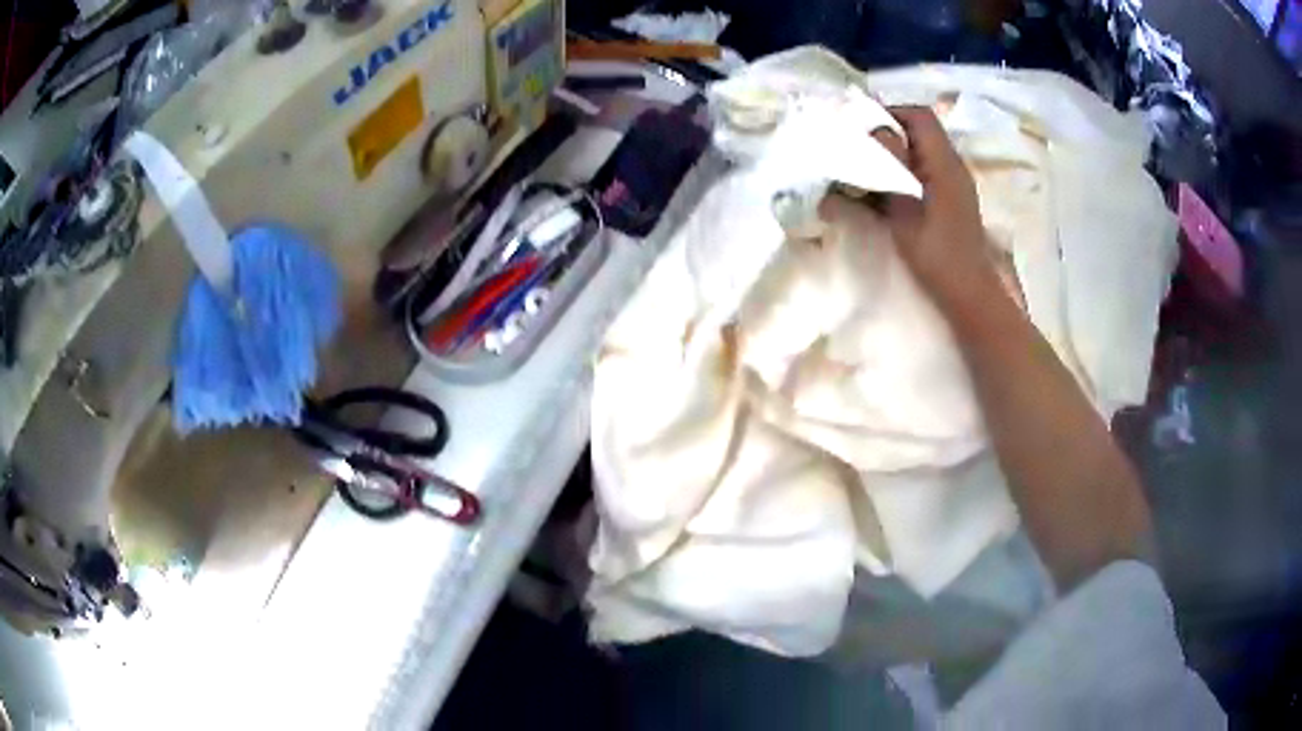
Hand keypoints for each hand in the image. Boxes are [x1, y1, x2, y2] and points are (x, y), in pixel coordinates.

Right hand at [825, 106, 996, 307]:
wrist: (968, 293)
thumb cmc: (938, 252)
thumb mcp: (907, 207)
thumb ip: (891, 165)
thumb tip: (873, 131)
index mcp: (944, 162)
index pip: (918, 116)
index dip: (889, 112)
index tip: (859, 126)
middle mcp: (950, 166)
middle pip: (917, 132)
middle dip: (884, 134)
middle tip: (854, 148)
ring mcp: (951, 185)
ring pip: (917, 155)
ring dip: (889, 157)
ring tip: (859, 171)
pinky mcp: (947, 202)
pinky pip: (920, 175)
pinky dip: (898, 176)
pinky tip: (877, 194)